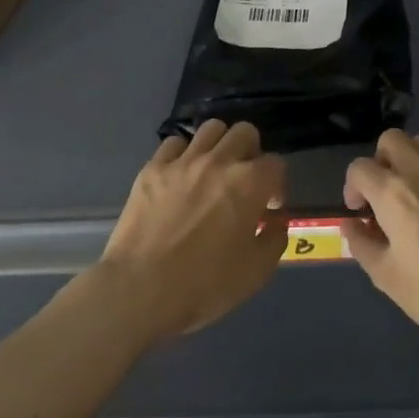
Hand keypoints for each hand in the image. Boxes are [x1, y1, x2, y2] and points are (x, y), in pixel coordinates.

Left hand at [98, 120, 288, 340]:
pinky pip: (174, 143)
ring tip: (215, 171)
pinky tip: (182, 176)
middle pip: (245, 133)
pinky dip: (184, 154)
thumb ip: (275, 237)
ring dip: (220, 145)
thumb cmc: (206, 284)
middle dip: (252, 153)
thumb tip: (274, 219)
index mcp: (249, 183)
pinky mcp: (152, 169)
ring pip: (211, 129)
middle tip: (245, 181)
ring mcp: (182, 162)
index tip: (269, 207)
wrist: (141, 288)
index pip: (276, 164)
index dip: (277, 185)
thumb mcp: (257, 270)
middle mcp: (218, 162)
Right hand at [343, 130, 418, 355]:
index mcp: (394, 194)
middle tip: (385, 195)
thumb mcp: (386, 276)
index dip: (353, 188)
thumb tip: (352, 225)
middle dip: (382, 162)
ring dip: (412, 163)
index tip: (360, 212)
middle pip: (393, 140)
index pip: (359, 168)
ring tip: (416, 196)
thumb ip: (362, 243)